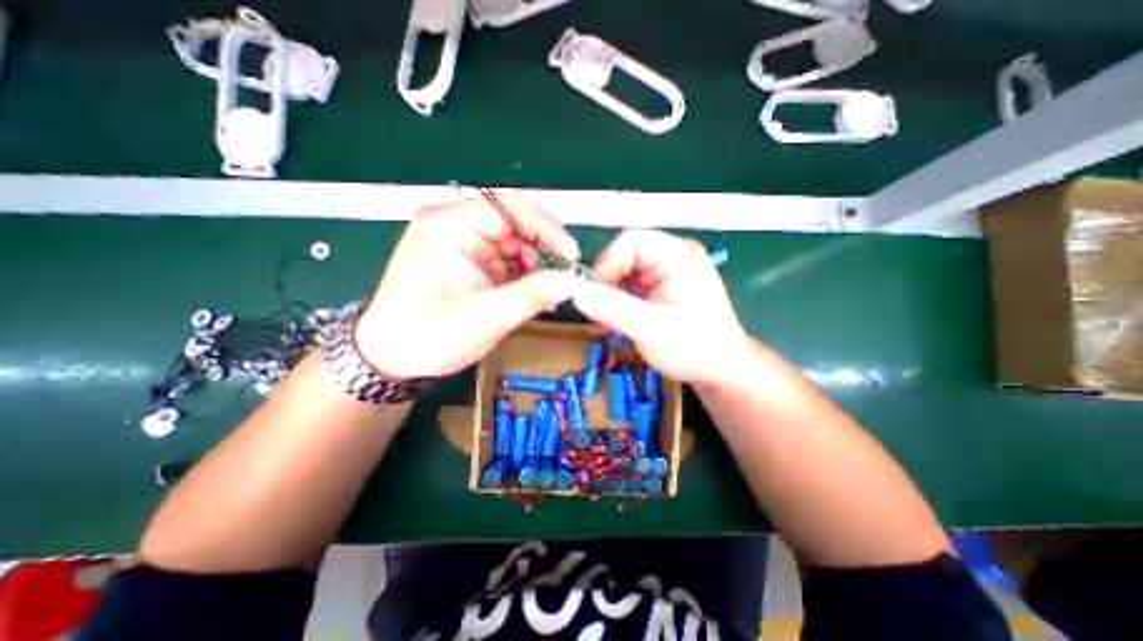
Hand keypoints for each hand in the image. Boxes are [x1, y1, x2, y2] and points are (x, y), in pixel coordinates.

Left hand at [357, 193, 581, 378]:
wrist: (390, 361)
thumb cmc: (428, 337)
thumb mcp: (486, 318)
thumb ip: (532, 295)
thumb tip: (572, 281)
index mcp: (449, 226)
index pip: (508, 207)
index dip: (545, 227)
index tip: (570, 255)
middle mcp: (456, 228)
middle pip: (514, 226)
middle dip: (543, 252)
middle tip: (563, 280)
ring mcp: (463, 247)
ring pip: (515, 246)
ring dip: (536, 268)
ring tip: (551, 294)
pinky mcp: (470, 265)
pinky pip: (507, 263)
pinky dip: (525, 278)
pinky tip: (537, 296)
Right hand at [570, 231, 751, 384]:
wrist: (718, 370)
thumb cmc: (696, 349)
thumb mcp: (652, 329)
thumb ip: (613, 309)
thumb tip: (576, 293)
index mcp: (678, 255)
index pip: (631, 241)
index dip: (606, 264)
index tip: (591, 294)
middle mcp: (669, 257)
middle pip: (622, 257)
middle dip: (605, 285)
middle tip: (596, 314)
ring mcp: (662, 274)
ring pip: (620, 275)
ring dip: (607, 299)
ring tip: (605, 324)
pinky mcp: (655, 290)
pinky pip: (625, 289)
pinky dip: (614, 306)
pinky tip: (613, 325)